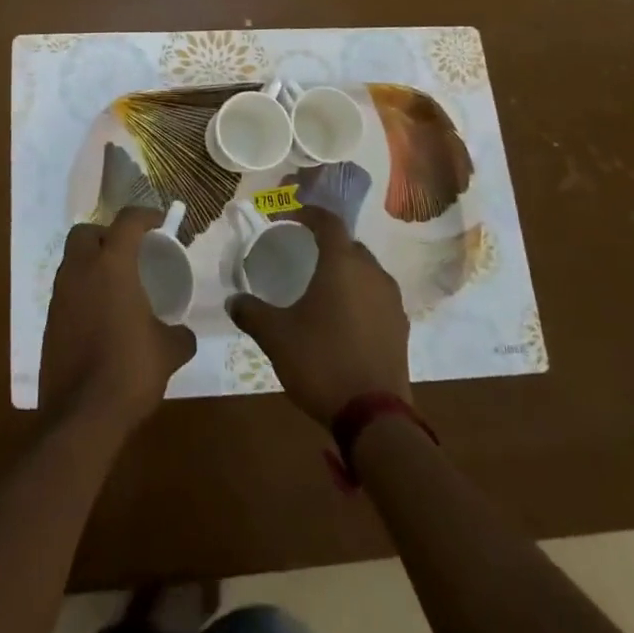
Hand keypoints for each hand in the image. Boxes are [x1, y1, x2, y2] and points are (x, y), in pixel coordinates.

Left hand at [40, 207, 196, 433]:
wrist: (81, 416)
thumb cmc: (130, 371)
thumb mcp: (169, 352)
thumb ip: (180, 335)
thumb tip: (183, 333)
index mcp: (112, 266)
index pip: (127, 221)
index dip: (146, 215)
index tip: (161, 222)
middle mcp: (80, 270)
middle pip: (86, 232)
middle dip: (106, 234)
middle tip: (129, 252)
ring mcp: (59, 295)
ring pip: (72, 260)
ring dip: (92, 263)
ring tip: (117, 285)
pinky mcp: (49, 321)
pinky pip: (66, 290)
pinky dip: (82, 291)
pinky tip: (101, 316)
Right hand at [227, 206, 410, 428]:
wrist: (374, 418)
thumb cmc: (321, 362)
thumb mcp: (276, 336)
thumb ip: (251, 313)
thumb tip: (232, 301)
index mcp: (342, 264)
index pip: (329, 222)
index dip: (309, 214)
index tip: (289, 218)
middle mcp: (372, 273)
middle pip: (350, 245)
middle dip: (327, 243)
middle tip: (303, 253)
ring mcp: (391, 302)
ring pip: (367, 271)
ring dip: (346, 271)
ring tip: (322, 286)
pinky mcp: (401, 328)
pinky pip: (377, 297)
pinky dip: (360, 296)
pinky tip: (343, 317)